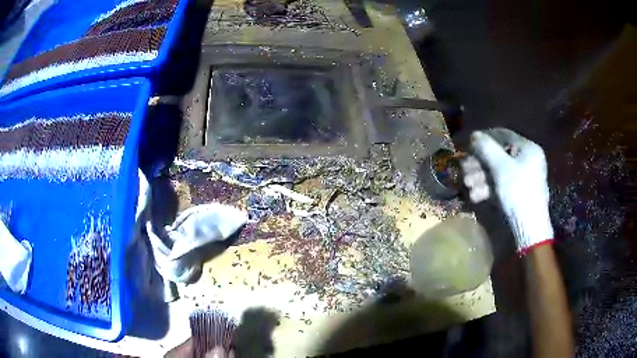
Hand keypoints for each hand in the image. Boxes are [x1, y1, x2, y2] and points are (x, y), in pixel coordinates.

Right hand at [462, 128, 552, 251]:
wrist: (529, 227)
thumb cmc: (518, 191)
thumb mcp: (501, 167)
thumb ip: (487, 148)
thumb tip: (474, 135)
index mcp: (528, 149)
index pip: (504, 135)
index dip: (485, 137)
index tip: (469, 144)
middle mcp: (526, 160)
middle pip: (498, 155)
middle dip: (479, 163)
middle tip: (464, 168)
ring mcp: (522, 178)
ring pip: (497, 172)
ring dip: (480, 177)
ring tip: (467, 184)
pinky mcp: (517, 193)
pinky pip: (501, 185)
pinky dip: (488, 189)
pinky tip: (475, 196)